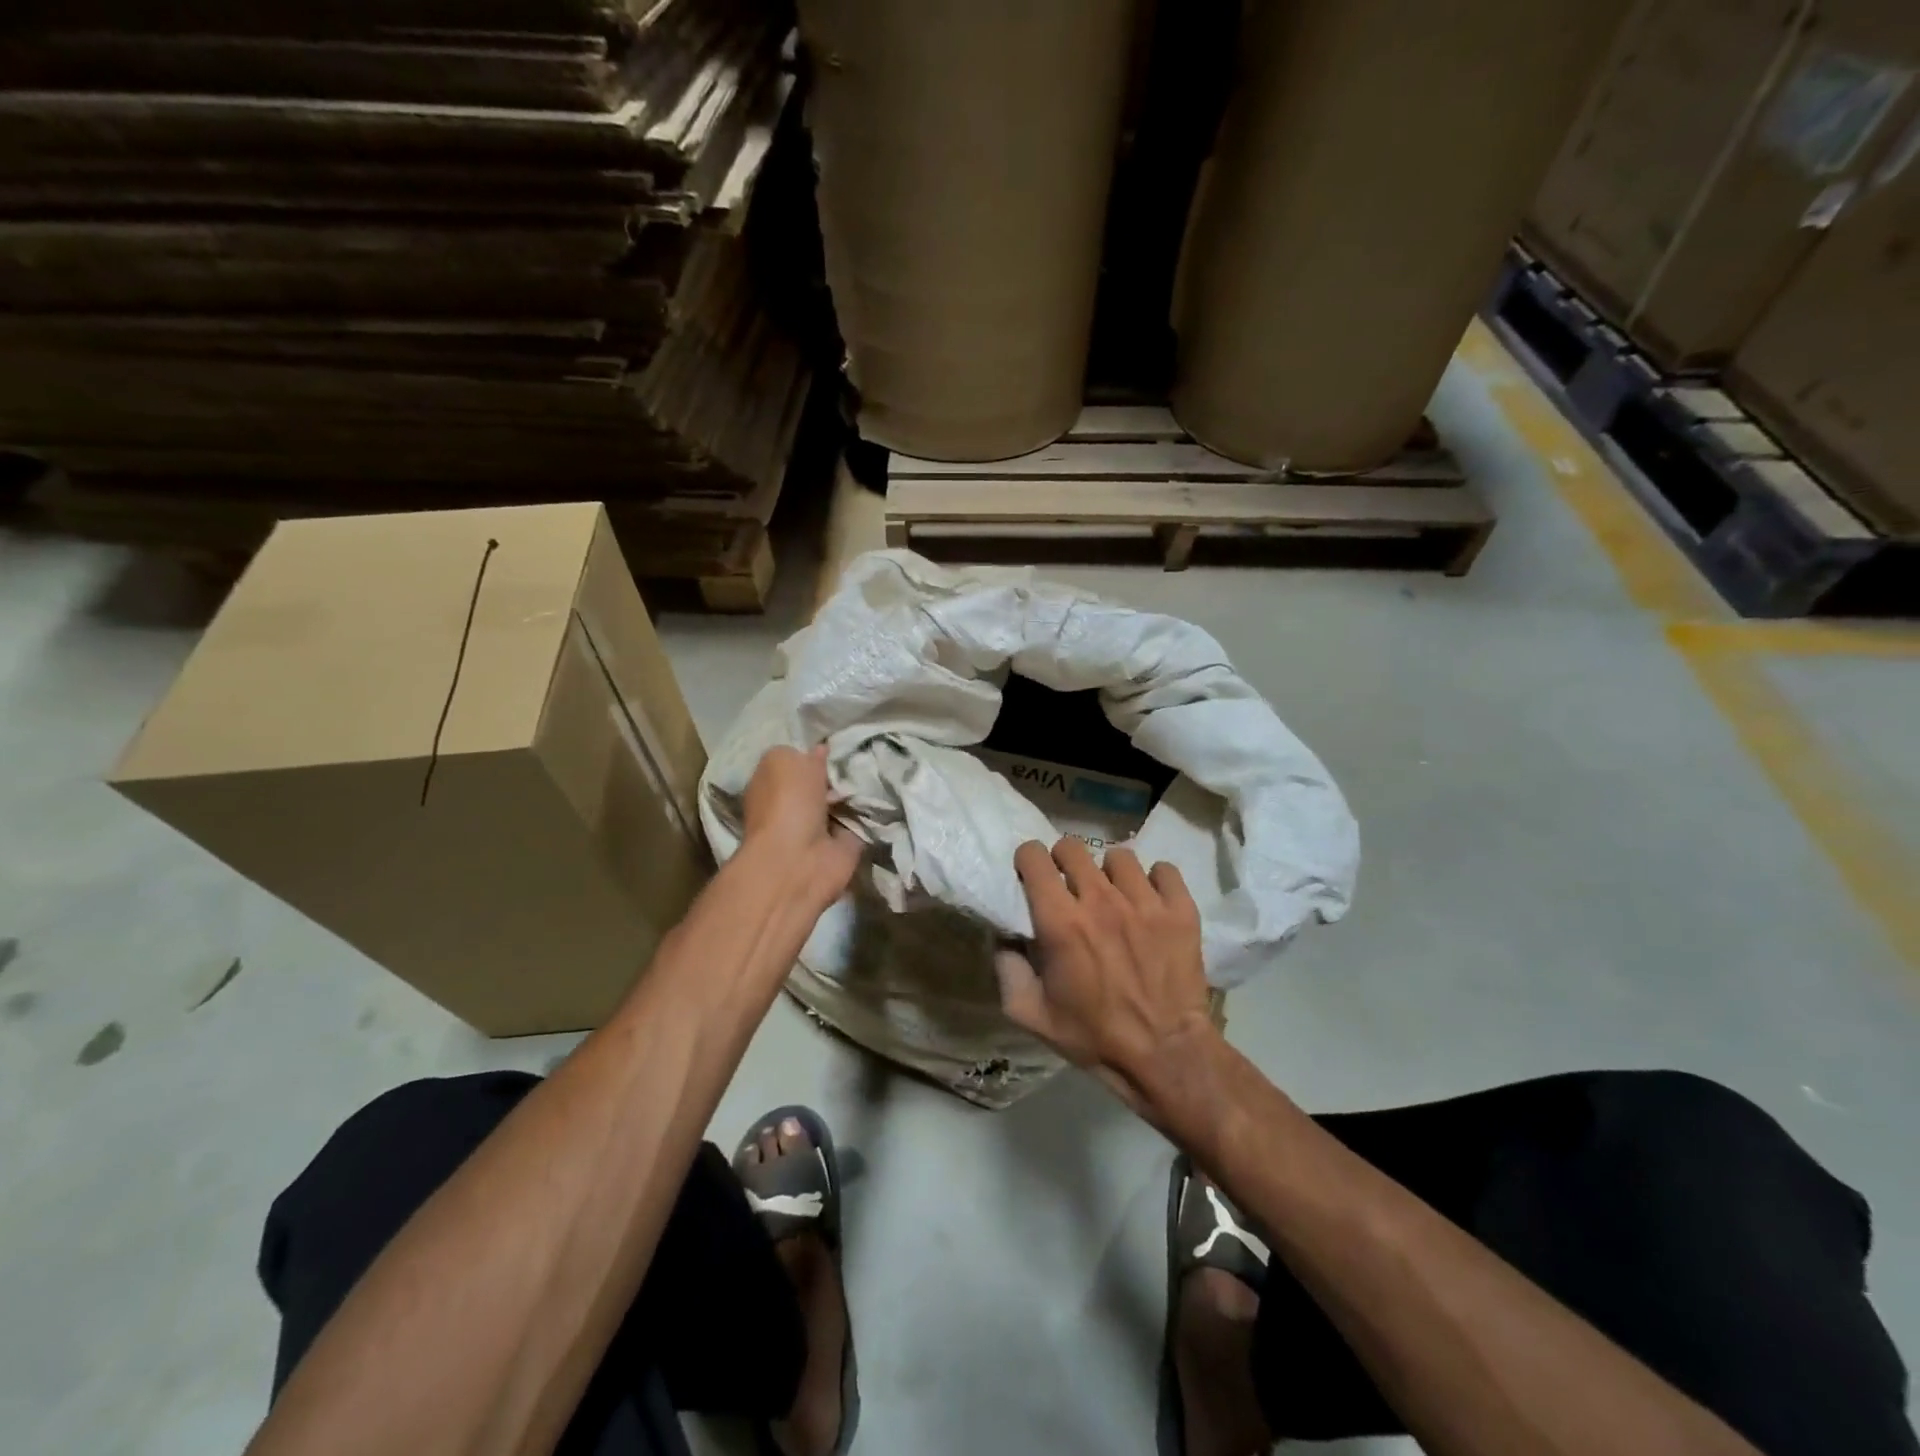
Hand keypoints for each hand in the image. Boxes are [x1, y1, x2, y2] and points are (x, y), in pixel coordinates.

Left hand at [740, 744, 864, 913]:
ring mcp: (819, 828)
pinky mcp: (843, 846)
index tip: (836, 744)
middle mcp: (792, 806)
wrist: (801, 860)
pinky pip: (860, 821)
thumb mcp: (784, 760)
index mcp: (771, 785)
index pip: (793, 762)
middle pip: (822, 782)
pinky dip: (871, 813)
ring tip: (878, 772)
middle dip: (840, 772)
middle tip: (863, 758)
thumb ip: (802, 753)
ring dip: (857, 792)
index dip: (812, 753)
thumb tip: (819, 751)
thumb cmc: (786, 804)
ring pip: (843, 801)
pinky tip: (885, 796)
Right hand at [995, 837, 1216, 1115]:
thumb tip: (1003, 935)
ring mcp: (1145, 902)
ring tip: (1113, 895)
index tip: (1032, 876)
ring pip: (1119, 856)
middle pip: (1073, 847)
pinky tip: (1149, 901)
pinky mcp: (1180, 910)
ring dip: (1109, 872)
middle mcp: (1100, 901)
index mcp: (1060, 922)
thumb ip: (1007, 969)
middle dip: (1063, 861)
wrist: (1165, 1055)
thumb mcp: (1031, 1015)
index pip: (1035, 857)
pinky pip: (1164, 870)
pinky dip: (1155, 880)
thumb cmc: (1093, 1037)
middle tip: (1069, 886)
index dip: (1029, 861)